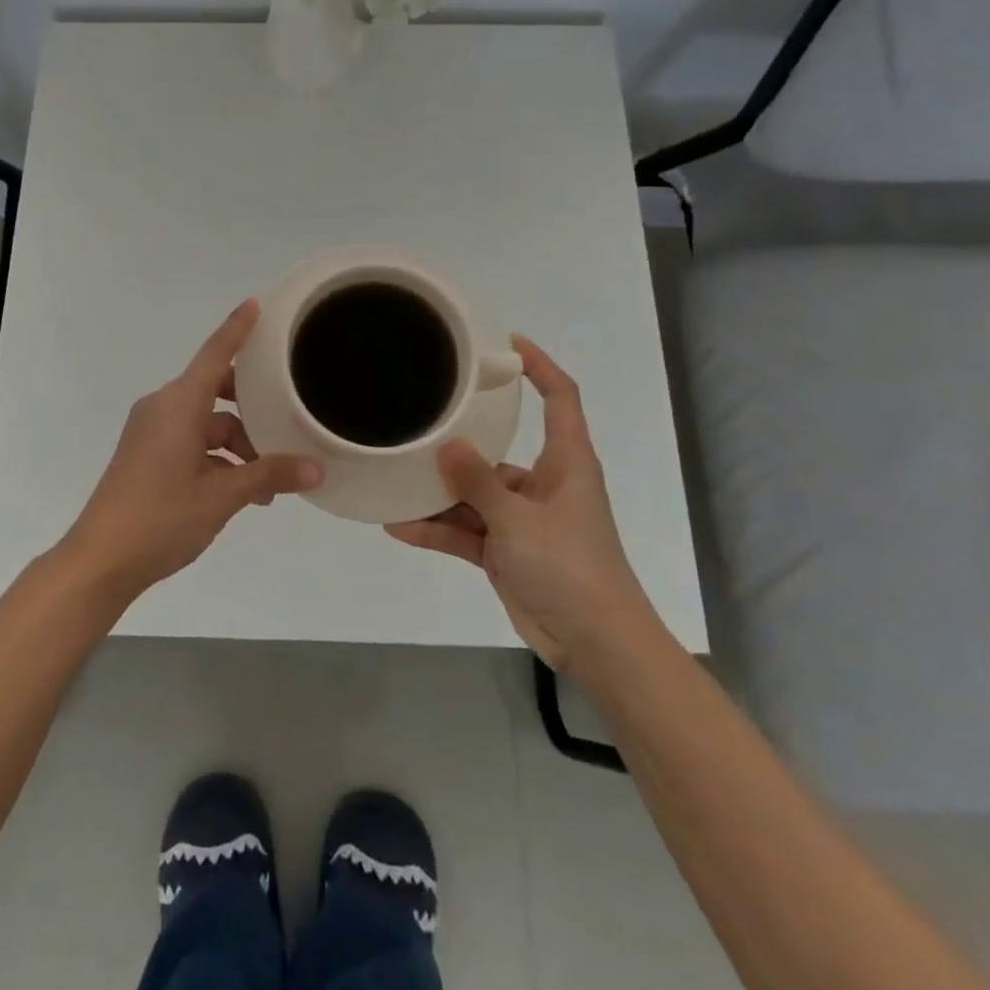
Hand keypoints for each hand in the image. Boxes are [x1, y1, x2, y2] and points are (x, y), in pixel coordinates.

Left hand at [63, 299, 322, 603]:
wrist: (100, 560)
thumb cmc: (161, 518)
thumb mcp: (222, 496)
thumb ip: (268, 476)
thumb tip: (315, 470)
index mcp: (178, 405)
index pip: (214, 355)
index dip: (236, 329)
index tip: (255, 304)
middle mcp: (162, 408)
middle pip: (215, 392)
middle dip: (252, 411)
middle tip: (285, 426)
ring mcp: (151, 432)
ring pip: (206, 424)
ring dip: (237, 446)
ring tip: (268, 485)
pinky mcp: (146, 454)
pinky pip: (190, 441)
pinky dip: (217, 458)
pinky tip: (241, 492)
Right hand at [385, 336, 649, 670]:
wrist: (595, 643)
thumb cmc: (569, 567)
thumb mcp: (518, 519)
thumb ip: (478, 481)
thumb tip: (447, 445)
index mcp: (565, 464)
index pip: (560, 399)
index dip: (539, 367)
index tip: (506, 345)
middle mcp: (543, 485)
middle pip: (496, 452)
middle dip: (459, 443)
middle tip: (418, 420)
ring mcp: (522, 521)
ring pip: (474, 496)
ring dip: (438, 497)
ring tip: (393, 483)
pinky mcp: (506, 552)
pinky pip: (466, 532)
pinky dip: (437, 531)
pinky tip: (398, 526)